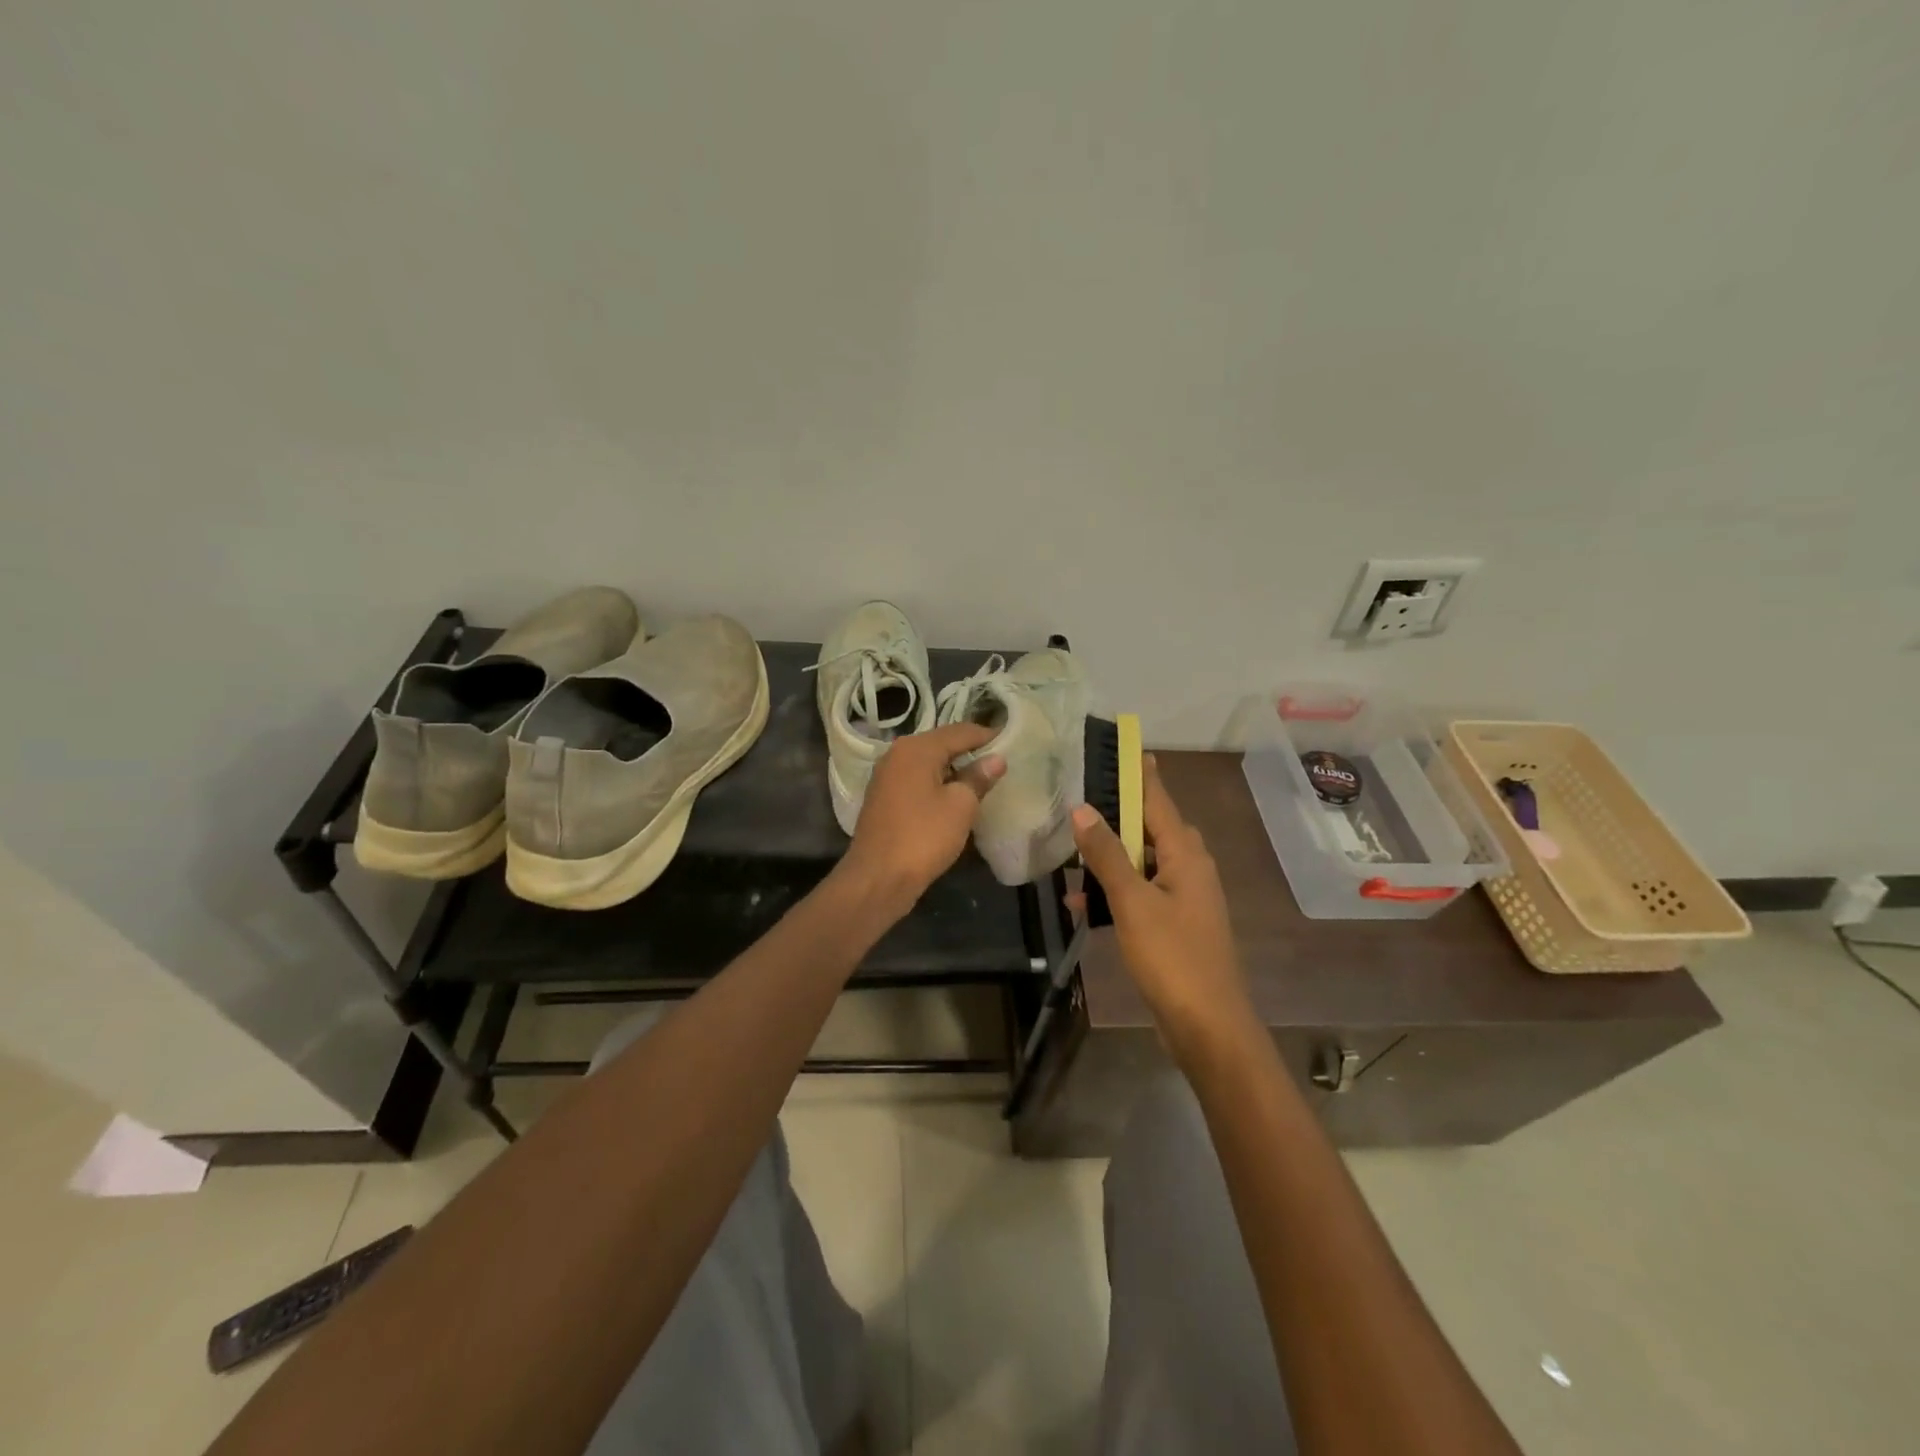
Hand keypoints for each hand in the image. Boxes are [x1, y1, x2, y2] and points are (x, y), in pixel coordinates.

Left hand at [837, 723, 1005, 917]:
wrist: (878, 878)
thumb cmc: (923, 837)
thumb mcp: (960, 806)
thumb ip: (978, 778)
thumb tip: (996, 759)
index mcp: (916, 748)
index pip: (960, 731)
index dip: (987, 735)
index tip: (1012, 739)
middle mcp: (897, 754)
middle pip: (941, 743)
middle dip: (970, 751)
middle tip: (999, 760)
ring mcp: (886, 776)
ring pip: (928, 762)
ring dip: (953, 768)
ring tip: (981, 779)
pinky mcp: (883, 798)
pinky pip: (916, 780)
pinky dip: (936, 783)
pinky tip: (953, 797)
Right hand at [1070, 755, 1254, 1056]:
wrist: (1207, 1026)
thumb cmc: (1172, 957)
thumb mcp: (1132, 902)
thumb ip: (1106, 854)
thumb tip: (1083, 808)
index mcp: (1186, 855)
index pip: (1159, 800)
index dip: (1140, 775)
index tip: (1125, 748)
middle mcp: (1190, 868)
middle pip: (1149, 829)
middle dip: (1115, 818)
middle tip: (1079, 805)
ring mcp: (1185, 897)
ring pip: (1141, 863)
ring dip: (1108, 861)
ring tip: (1069, 860)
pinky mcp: (1175, 924)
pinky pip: (1141, 893)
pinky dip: (1116, 893)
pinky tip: (1083, 905)